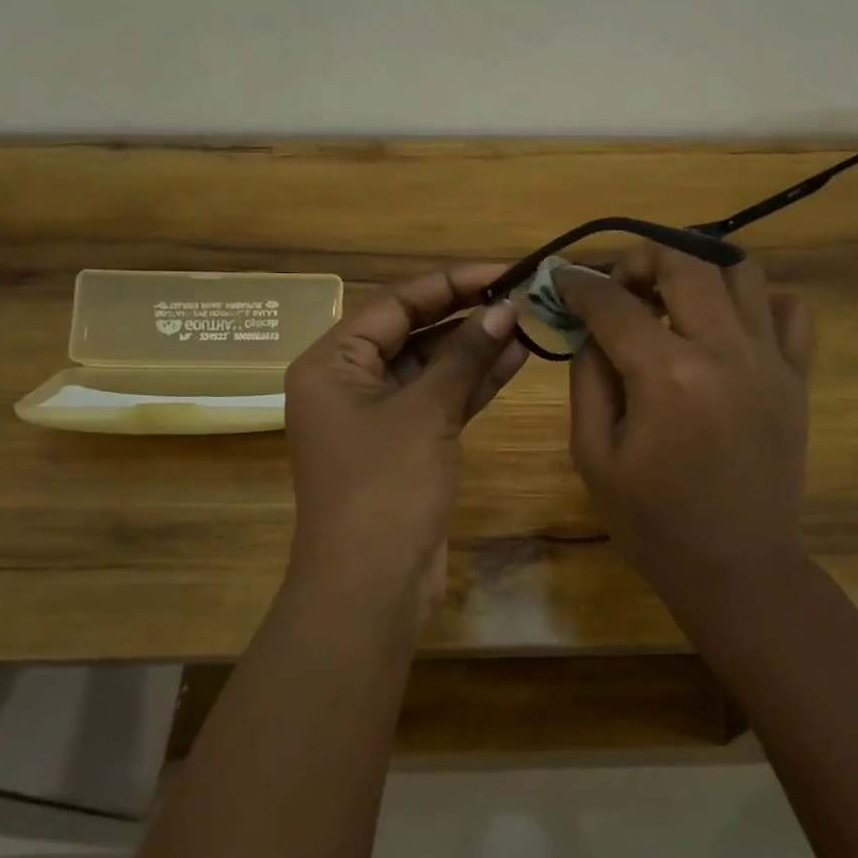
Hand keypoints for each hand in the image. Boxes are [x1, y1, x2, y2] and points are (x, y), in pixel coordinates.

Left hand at [284, 264, 526, 619]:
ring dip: (474, 348)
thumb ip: (464, 356)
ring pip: (431, 367)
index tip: (501, 270)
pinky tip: (514, 359)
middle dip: (465, 315)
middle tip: (520, 294)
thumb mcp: (425, 412)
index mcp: (332, 363)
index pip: (395, 303)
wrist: (370, 587)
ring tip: (526, 323)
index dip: (450, 282)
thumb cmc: (385, 487)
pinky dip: (472, 383)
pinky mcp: (405, 445)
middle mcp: (348, 382)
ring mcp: (377, 416)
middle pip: (412, 331)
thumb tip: (504, 307)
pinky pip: (439, 399)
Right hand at [558, 247, 813, 591]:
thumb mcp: (593, 454)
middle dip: (640, 258)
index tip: (564, 280)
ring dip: (698, 269)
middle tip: (620, 282)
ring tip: (673, 295)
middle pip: (684, 263)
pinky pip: (791, 310)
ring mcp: (769, 360)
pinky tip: (729, 324)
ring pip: (740, 271)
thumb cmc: (653, 521)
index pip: (614, 302)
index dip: (580, 283)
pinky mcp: (796, 377)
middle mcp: (723, 351)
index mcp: (666, 375)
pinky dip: (757, 300)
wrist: (736, 566)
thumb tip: (593, 329)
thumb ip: (587, 379)